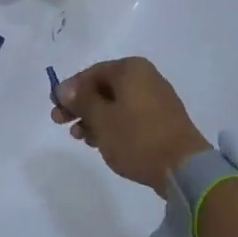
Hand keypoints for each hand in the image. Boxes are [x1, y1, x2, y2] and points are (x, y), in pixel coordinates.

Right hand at [52, 57, 211, 192]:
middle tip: (61, 123)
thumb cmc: (136, 137)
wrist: (182, 166)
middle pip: (104, 88)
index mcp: (131, 70)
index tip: (55, 108)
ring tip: (81, 138)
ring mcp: (156, 99)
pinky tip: (101, 142)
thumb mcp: (101, 118)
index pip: (91, 73)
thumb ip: (80, 100)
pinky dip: (113, 126)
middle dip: (81, 106)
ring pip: (116, 104)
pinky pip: (130, 116)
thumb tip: (64, 88)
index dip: (70, 90)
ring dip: (94, 118)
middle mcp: (146, 78)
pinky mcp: (162, 120)